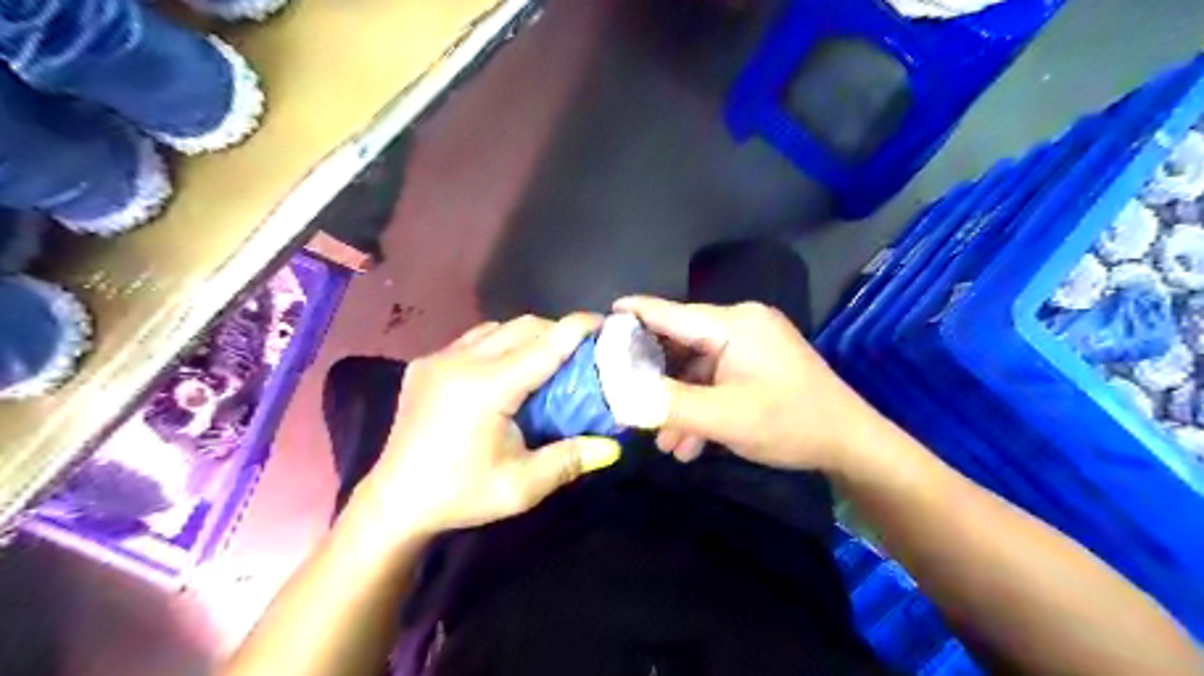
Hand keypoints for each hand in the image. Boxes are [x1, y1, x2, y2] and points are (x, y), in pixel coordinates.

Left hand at [348, 314, 620, 540]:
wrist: (395, 502)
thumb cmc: (461, 495)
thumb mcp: (521, 486)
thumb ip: (569, 460)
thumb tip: (612, 447)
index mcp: (487, 388)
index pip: (544, 345)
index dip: (577, 328)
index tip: (604, 322)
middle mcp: (461, 361)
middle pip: (522, 326)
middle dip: (556, 330)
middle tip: (580, 350)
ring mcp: (438, 358)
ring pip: (496, 328)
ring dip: (527, 335)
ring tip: (545, 358)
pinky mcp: (425, 364)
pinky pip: (473, 339)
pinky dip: (499, 343)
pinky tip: (505, 367)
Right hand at [615, 296, 881, 475]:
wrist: (850, 445)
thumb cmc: (789, 423)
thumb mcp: (723, 417)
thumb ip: (667, 404)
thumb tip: (619, 395)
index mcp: (733, 324)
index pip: (669, 313)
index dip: (631, 317)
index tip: (596, 323)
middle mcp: (740, 325)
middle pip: (680, 342)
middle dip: (654, 377)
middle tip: (625, 399)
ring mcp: (750, 345)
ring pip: (696, 368)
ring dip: (678, 402)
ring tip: (663, 441)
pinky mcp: (756, 364)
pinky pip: (716, 378)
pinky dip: (700, 405)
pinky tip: (689, 442)